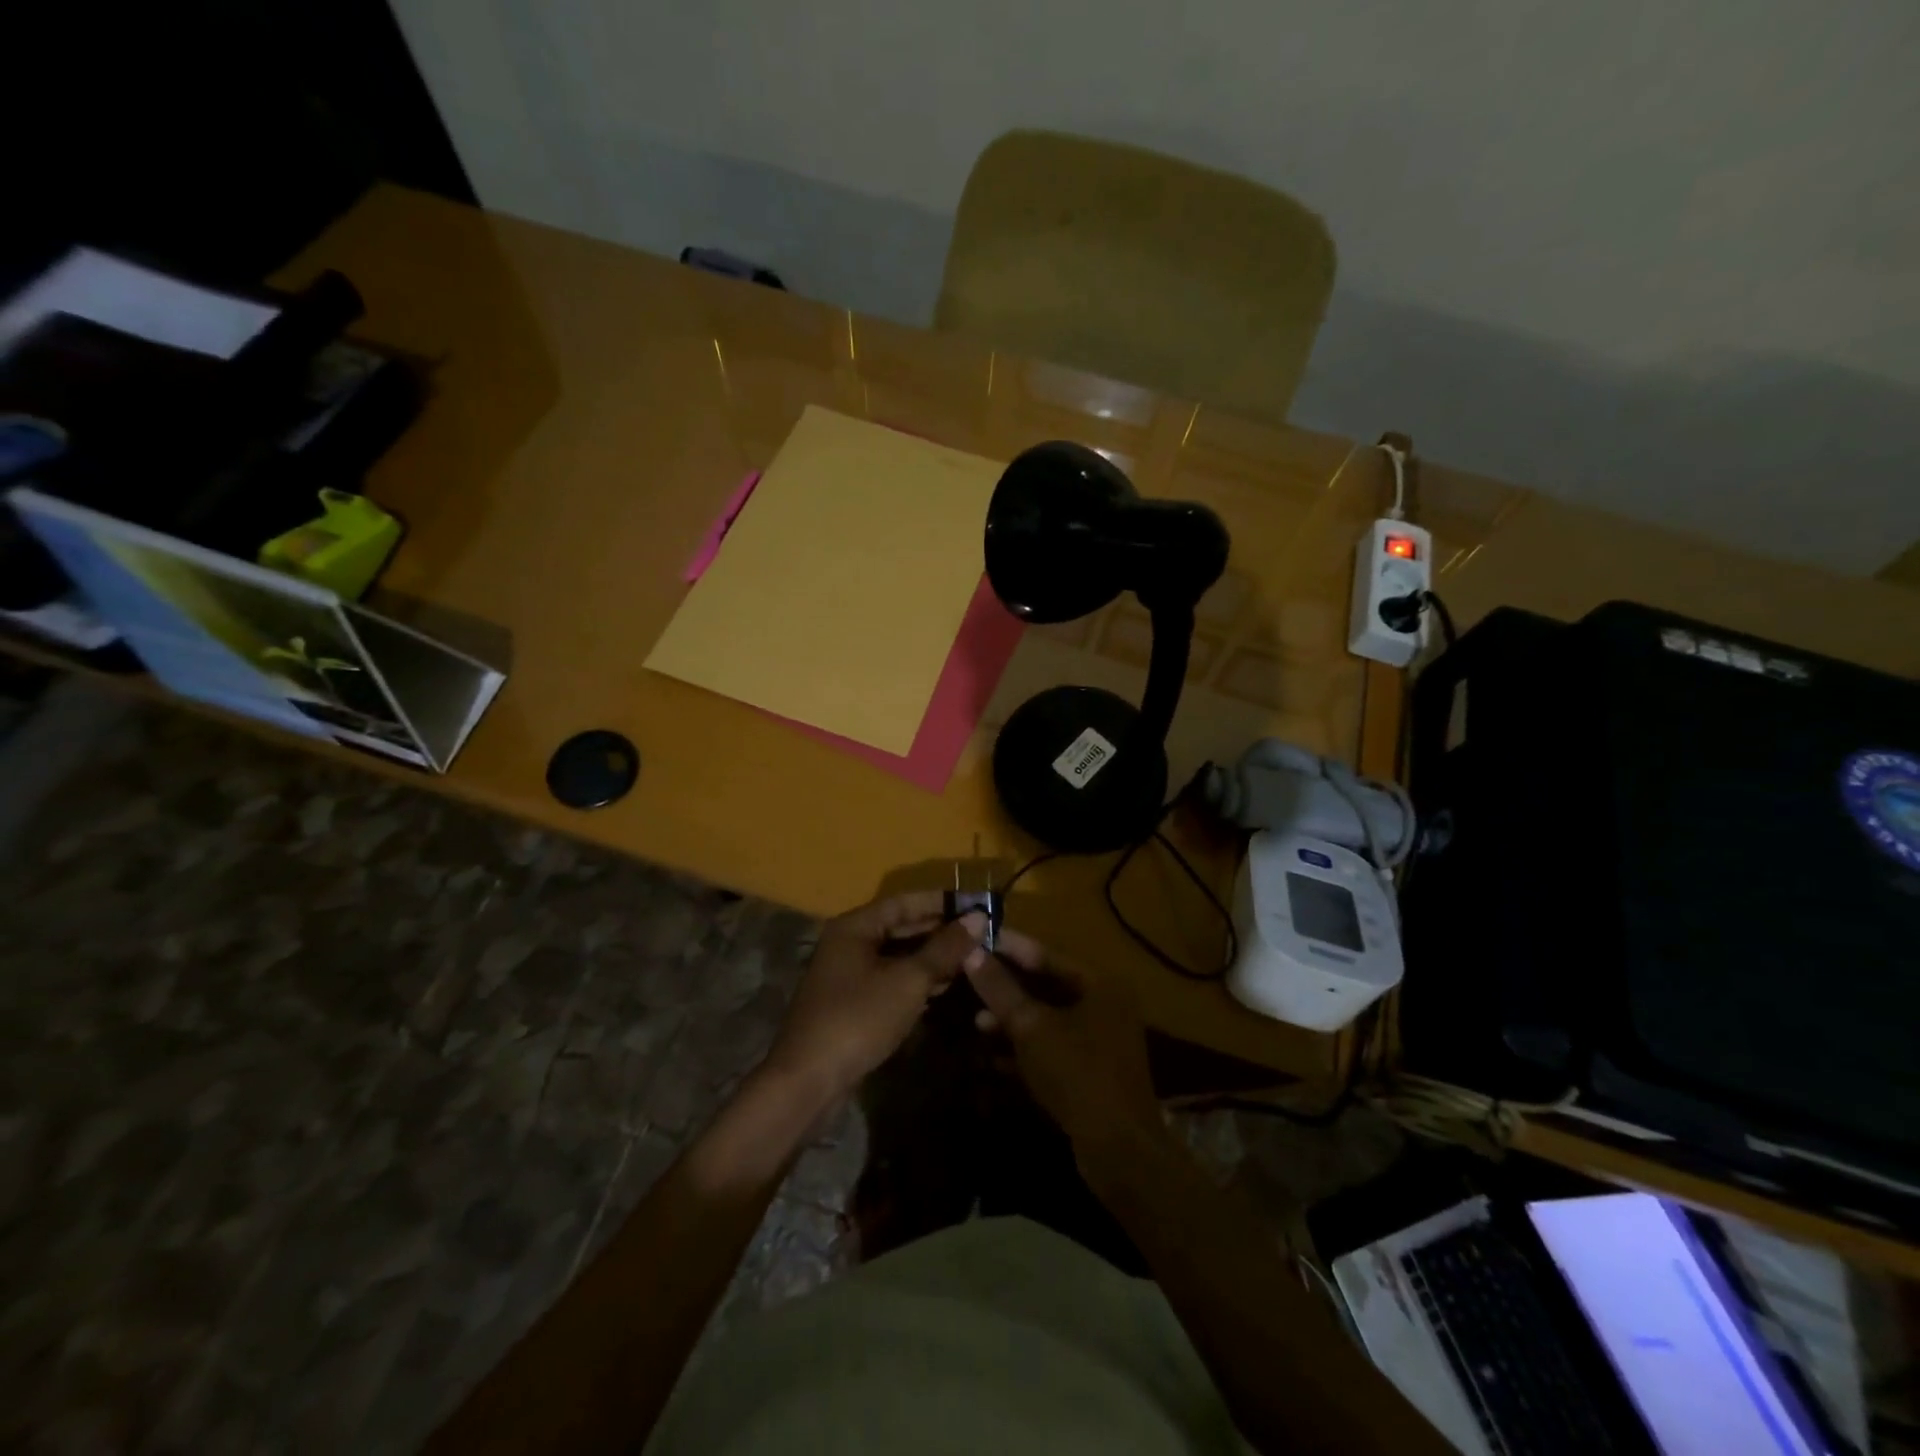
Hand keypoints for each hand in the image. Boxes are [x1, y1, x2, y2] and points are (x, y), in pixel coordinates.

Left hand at [762, 892, 989, 1104]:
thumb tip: (978, 918)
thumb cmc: (859, 1019)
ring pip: (898, 955)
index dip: (941, 902)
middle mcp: (849, 943)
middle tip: (982, 934)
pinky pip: (892, 979)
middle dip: (940, 931)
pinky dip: (918, 979)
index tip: (977, 904)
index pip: (905, 902)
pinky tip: (947, 986)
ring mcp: (849, 975)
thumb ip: (944, 948)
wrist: (809, 1081)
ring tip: (973, 958)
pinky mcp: (853, 1003)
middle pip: (901, 927)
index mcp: (855, 926)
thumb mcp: (909, 980)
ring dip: (933, 956)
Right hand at [965, 928, 1165, 1165]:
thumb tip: (969, 951)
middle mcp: (1105, 1004)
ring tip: (976, 1020)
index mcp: (1099, 983)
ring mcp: (1100, 1039)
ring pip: (1048, 1018)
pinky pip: (1053, 1045)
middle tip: (969, 978)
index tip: (974, 936)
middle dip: (1007, 986)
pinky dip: (1026, 1046)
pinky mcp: (1092, 1069)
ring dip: (1013, 1019)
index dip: (1008, 946)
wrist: (1119, 1151)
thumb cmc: (1077, 1074)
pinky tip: (992, 1055)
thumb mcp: (1032, 1027)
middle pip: (1047, 984)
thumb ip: (1000, 989)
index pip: (1046, 953)